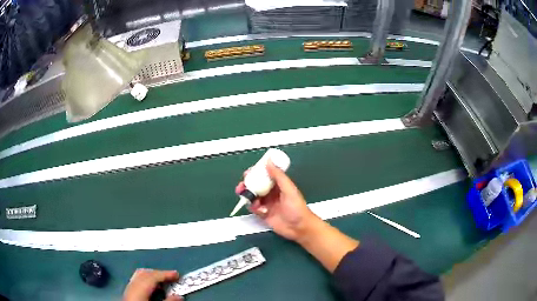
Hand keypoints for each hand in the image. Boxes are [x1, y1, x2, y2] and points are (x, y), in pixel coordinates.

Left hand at [123, 269, 182, 300]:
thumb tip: (178, 296)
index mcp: (138, 287)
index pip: (152, 276)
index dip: (165, 273)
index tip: (176, 274)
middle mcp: (131, 285)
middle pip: (144, 273)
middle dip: (158, 273)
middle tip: (170, 276)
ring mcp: (128, 288)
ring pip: (138, 275)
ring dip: (151, 275)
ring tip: (162, 280)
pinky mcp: (127, 292)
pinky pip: (136, 280)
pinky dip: (145, 280)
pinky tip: (151, 286)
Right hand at [235, 162, 320, 241]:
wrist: (299, 228)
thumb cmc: (297, 208)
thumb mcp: (289, 189)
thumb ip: (278, 176)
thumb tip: (269, 161)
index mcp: (279, 185)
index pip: (265, 175)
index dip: (256, 173)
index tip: (249, 172)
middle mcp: (272, 193)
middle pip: (256, 185)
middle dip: (248, 184)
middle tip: (242, 185)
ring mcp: (267, 204)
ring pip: (253, 196)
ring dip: (248, 195)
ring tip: (245, 196)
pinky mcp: (264, 214)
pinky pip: (254, 208)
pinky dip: (252, 207)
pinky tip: (256, 208)